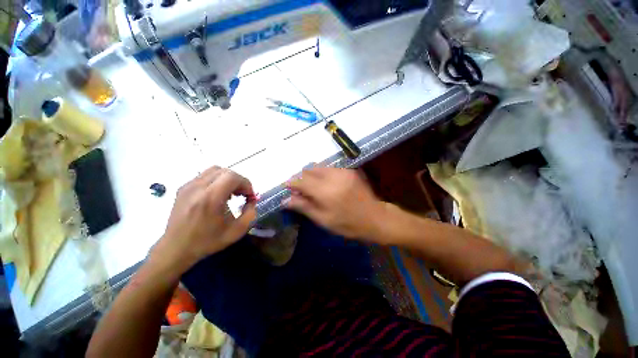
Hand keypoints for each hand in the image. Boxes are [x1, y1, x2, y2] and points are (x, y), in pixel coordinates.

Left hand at [152, 167, 256, 272]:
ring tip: (230, 193)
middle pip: (225, 171)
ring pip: (215, 170)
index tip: (249, 196)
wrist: (175, 249)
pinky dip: (217, 181)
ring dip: (228, 179)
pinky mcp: (183, 188)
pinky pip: (205, 176)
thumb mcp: (236, 231)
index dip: (246, 183)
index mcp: (210, 198)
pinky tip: (217, 195)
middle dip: (238, 180)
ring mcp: (188, 186)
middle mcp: (197, 188)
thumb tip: (252, 200)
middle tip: (242, 194)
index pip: (233, 177)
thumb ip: (250, 213)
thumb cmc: (207, 241)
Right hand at [285, 167, 382, 238]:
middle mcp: (334, 177)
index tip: (287, 187)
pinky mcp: (350, 170)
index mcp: (326, 192)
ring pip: (320, 167)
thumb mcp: (324, 220)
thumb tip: (286, 199)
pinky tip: (325, 184)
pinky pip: (330, 168)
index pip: (302, 181)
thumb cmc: (348, 224)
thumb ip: (304, 207)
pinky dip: (323, 174)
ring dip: (312, 175)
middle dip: (302, 178)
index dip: (292, 182)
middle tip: (300, 189)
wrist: (375, 218)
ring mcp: (343, 171)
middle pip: (310, 170)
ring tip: (312, 186)